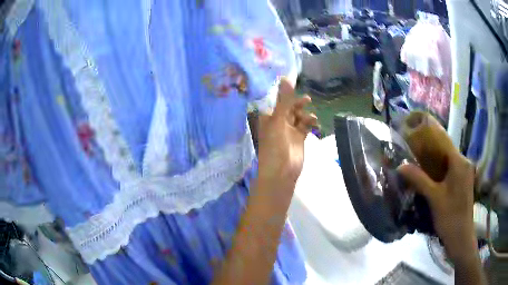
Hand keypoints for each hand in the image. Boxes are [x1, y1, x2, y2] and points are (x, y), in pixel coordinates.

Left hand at [257, 78, 317, 189]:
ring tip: (311, 117)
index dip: (284, 93)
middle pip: (289, 107)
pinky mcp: (299, 138)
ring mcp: (289, 130)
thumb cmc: (275, 146)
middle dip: (297, 103)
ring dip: (305, 114)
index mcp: (268, 117)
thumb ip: (284, 100)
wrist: (281, 172)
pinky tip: (314, 123)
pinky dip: (310, 123)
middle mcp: (278, 122)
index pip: (276, 101)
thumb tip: (286, 77)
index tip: (294, 84)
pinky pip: (305, 126)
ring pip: (298, 116)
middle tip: (306, 100)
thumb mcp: (278, 120)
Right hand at [398, 113, 476, 261]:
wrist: (461, 237)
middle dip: (430, 151)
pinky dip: (441, 170)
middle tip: (413, 153)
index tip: (414, 136)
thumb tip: (400, 165)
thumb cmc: (450, 216)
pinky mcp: (463, 182)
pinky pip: (451, 170)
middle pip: (446, 151)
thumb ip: (419, 179)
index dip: (429, 137)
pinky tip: (431, 177)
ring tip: (419, 164)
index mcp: (460, 162)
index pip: (444, 141)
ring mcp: (465, 173)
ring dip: (435, 162)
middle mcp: (464, 163)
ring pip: (448, 161)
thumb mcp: (434, 198)